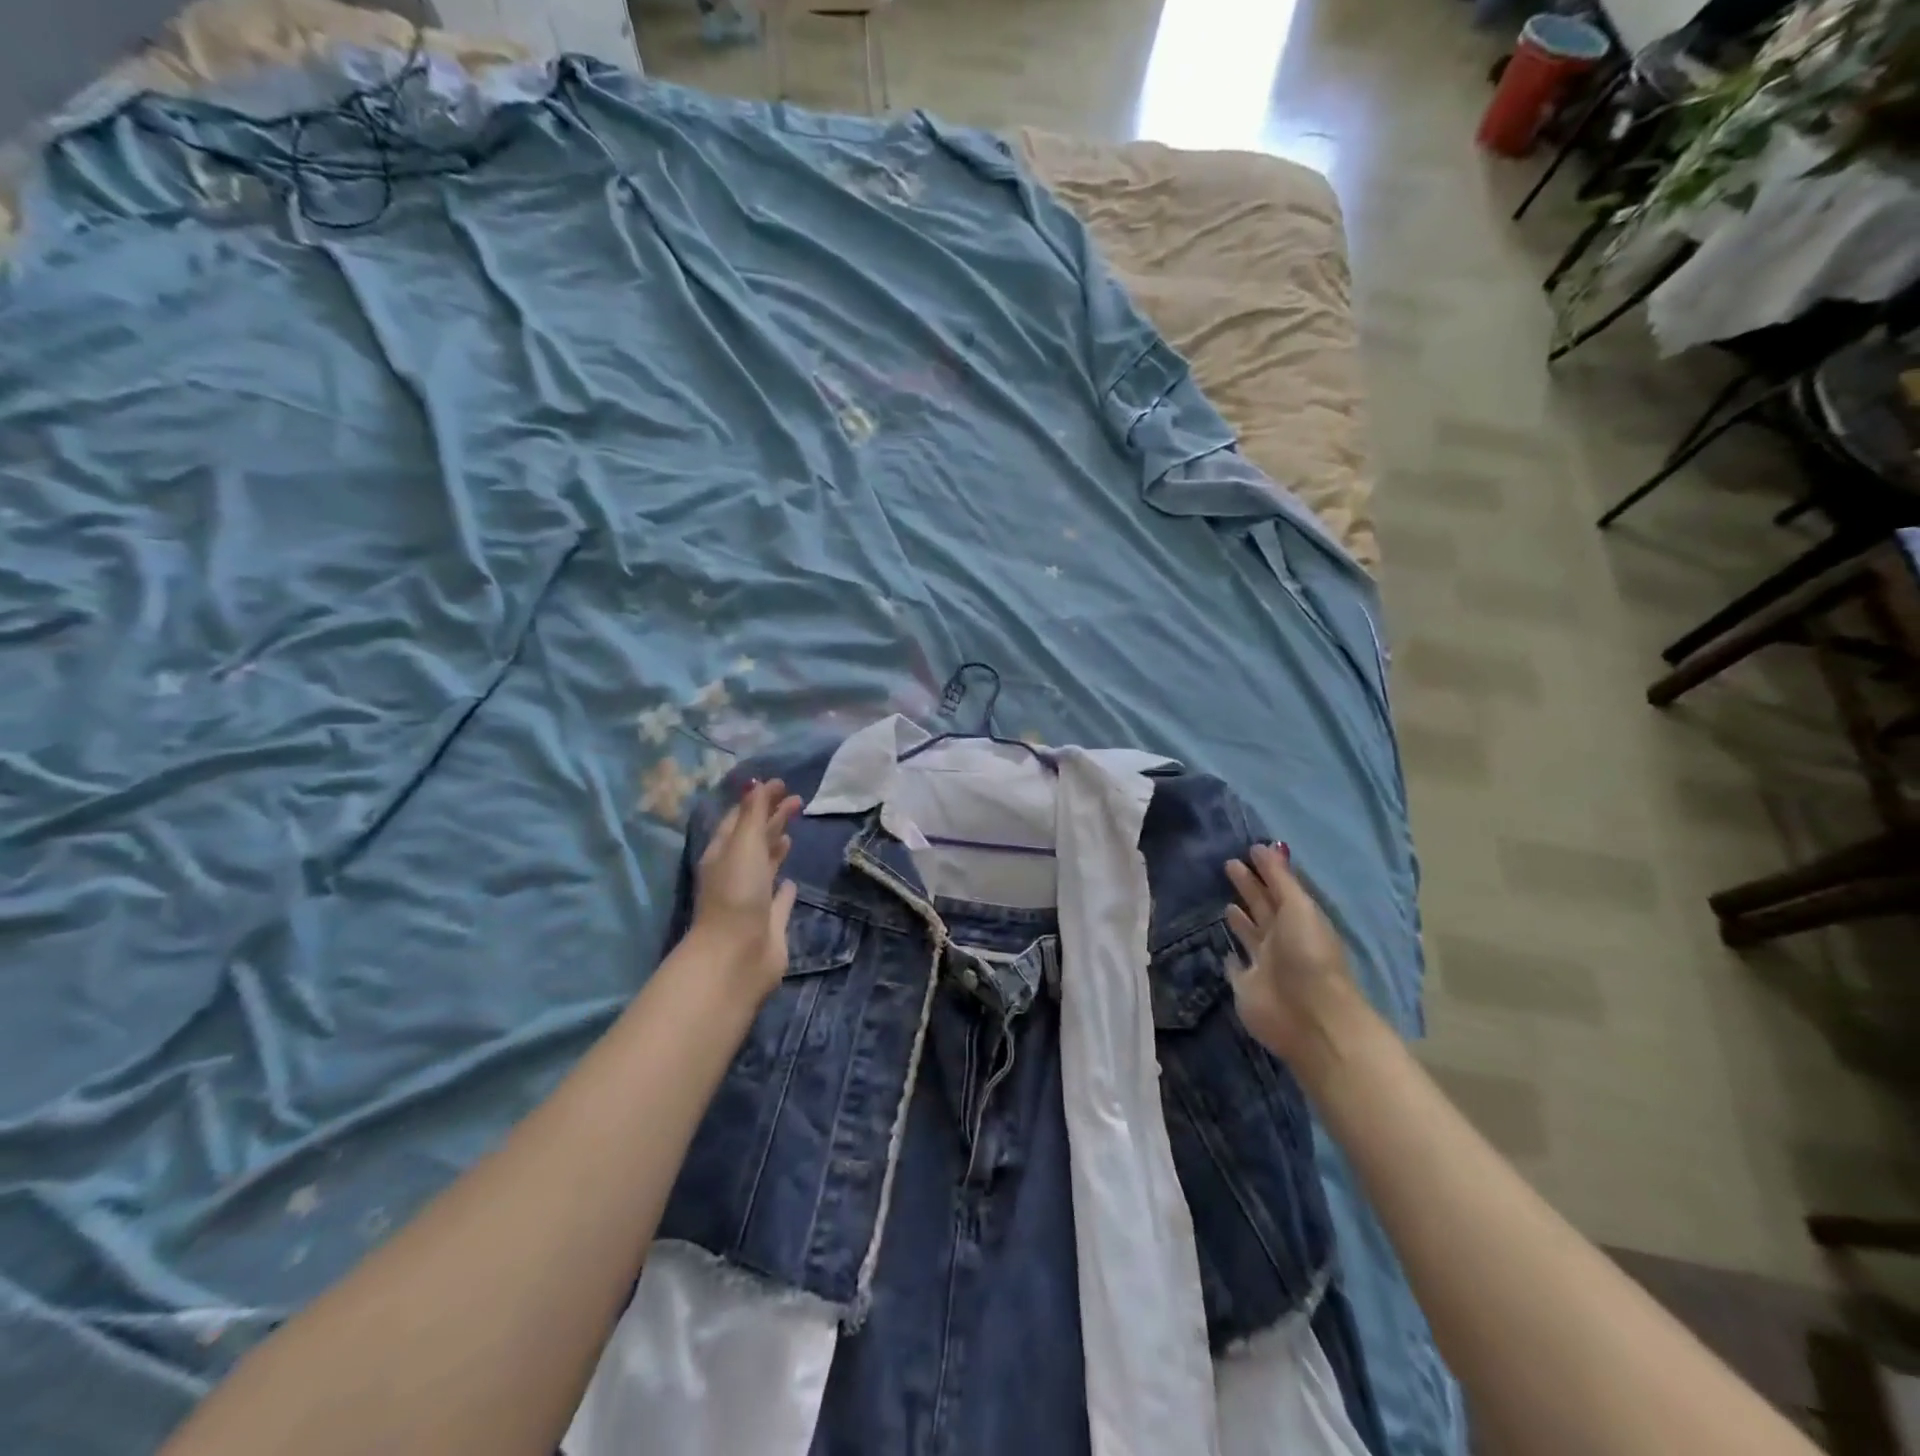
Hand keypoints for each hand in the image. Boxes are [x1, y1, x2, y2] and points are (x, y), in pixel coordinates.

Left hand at [690, 778, 803, 1000]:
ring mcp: (752, 899)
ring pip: (765, 867)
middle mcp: (735, 874)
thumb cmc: (737, 894)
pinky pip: (778, 900)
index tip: (781, 784)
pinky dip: (785, 888)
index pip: (740, 819)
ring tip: (792, 833)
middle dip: (772, 819)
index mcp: (723, 854)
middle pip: (754, 840)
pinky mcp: (769, 922)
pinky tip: (793, 881)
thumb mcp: (743, 845)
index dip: (758, 800)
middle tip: (797, 801)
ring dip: (776, 848)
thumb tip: (757, 783)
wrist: (737, 956)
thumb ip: (753, 814)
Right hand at [1224, 843, 1362, 1070]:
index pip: (1280, 889)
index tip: (1249, 850)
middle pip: (1264, 908)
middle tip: (1229, 864)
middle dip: (1248, 887)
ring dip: (1241, 920)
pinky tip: (1223, 948)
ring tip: (1226, 902)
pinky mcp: (1247, 986)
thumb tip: (1266, 846)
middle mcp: (1283, 940)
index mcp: (1299, 920)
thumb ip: (1281, 880)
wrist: (1309, 1017)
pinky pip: (1237, 967)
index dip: (1267, 870)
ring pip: (1251, 935)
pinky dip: (1231, 957)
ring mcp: (1265, 964)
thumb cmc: (1308, 956)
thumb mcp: (1299, 909)